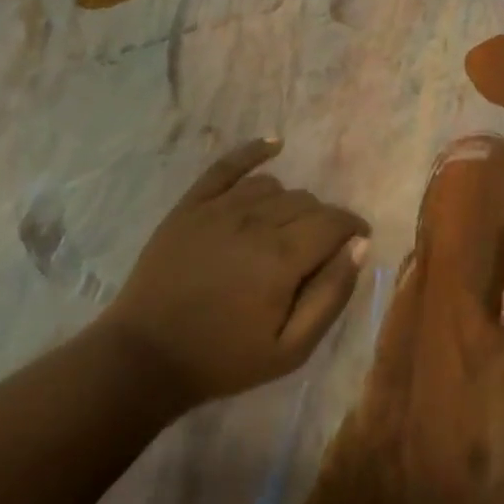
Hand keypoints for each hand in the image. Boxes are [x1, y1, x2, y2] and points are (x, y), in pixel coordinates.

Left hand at [98, 138, 370, 408]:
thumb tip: (359, 245)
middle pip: (307, 202)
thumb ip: (331, 295)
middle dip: (323, 222)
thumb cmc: (223, 359)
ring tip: (286, 229)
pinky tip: (274, 144)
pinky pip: (228, 166)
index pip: (334, 222)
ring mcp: (219, 208)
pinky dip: (254, 151)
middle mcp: (254, 221)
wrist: (145, 357)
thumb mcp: (290, 349)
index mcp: (282, 258)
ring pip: (274, 187)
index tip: (357, 240)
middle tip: (317, 250)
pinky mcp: (191, 205)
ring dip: (291, 204)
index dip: (353, 227)